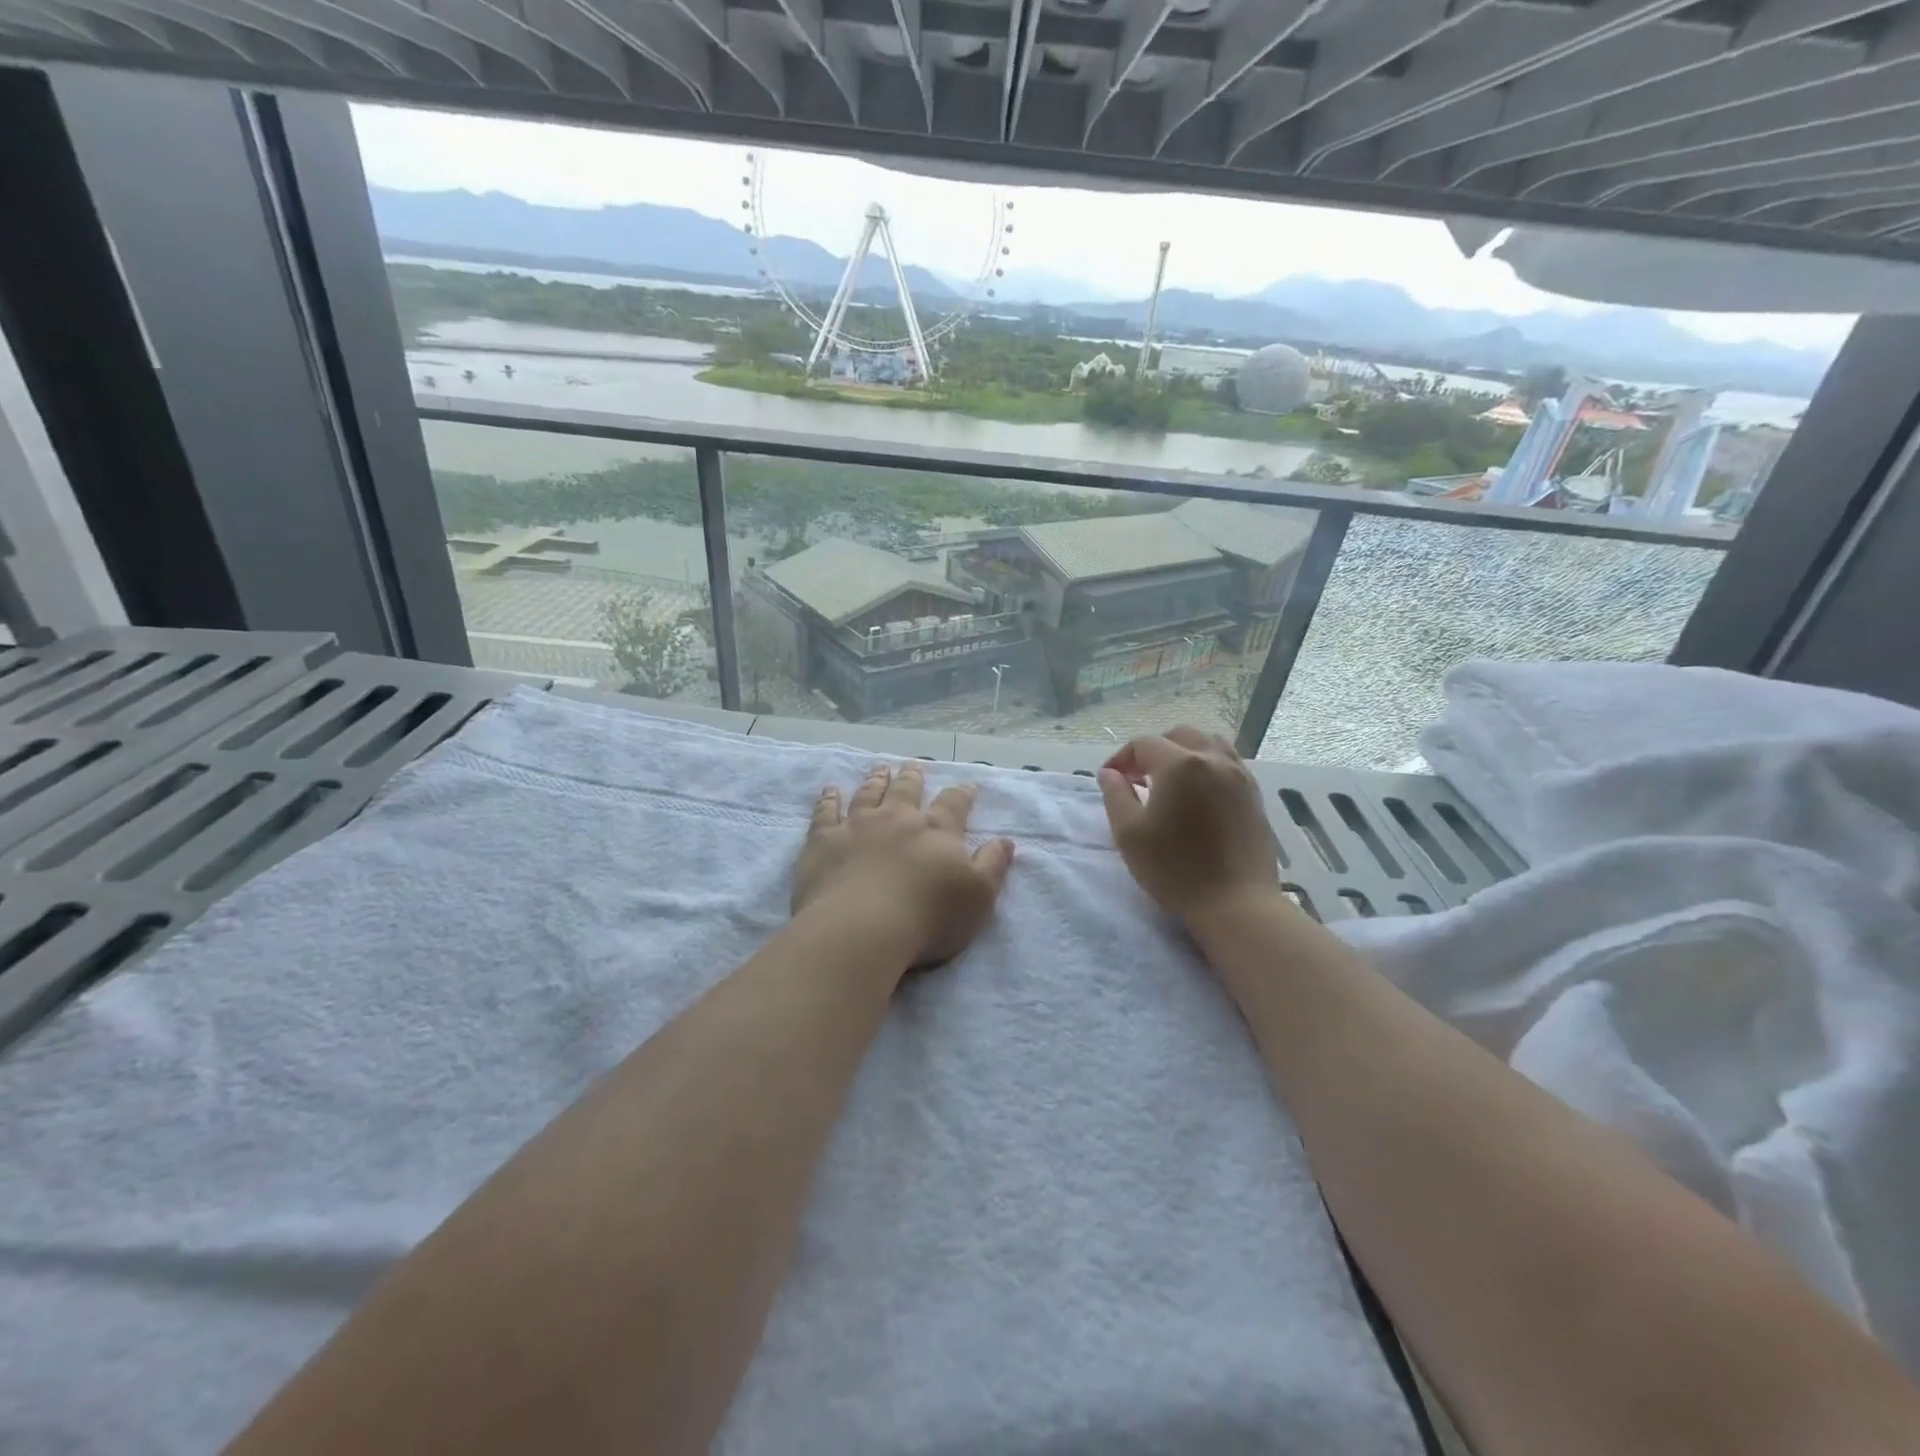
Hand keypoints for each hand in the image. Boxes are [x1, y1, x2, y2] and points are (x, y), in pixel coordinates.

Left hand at [793, 763, 1015, 971]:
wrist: (861, 928)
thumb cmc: (928, 918)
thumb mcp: (978, 897)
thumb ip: (993, 865)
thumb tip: (1006, 840)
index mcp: (937, 832)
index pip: (953, 805)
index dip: (962, 794)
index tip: (967, 785)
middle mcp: (898, 819)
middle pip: (907, 791)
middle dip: (913, 778)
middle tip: (914, 765)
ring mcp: (858, 826)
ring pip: (869, 794)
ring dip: (876, 780)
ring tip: (880, 769)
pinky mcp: (824, 840)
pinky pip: (826, 812)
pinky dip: (829, 799)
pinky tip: (830, 790)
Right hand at [1098, 727, 1281, 923]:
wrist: (1236, 904)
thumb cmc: (1175, 870)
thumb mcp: (1129, 834)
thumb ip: (1115, 795)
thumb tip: (1109, 773)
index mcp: (1180, 765)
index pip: (1143, 744)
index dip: (1121, 758)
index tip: (1110, 781)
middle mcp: (1213, 759)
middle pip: (1178, 735)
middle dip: (1153, 750)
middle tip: (1137, 778)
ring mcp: (1239, 775)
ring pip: (1208, 743)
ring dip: (1183, 752)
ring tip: (1170, 781)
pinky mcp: (1254, 794)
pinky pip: (1228, 762)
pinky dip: (1207, 765)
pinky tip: (1197, 794)